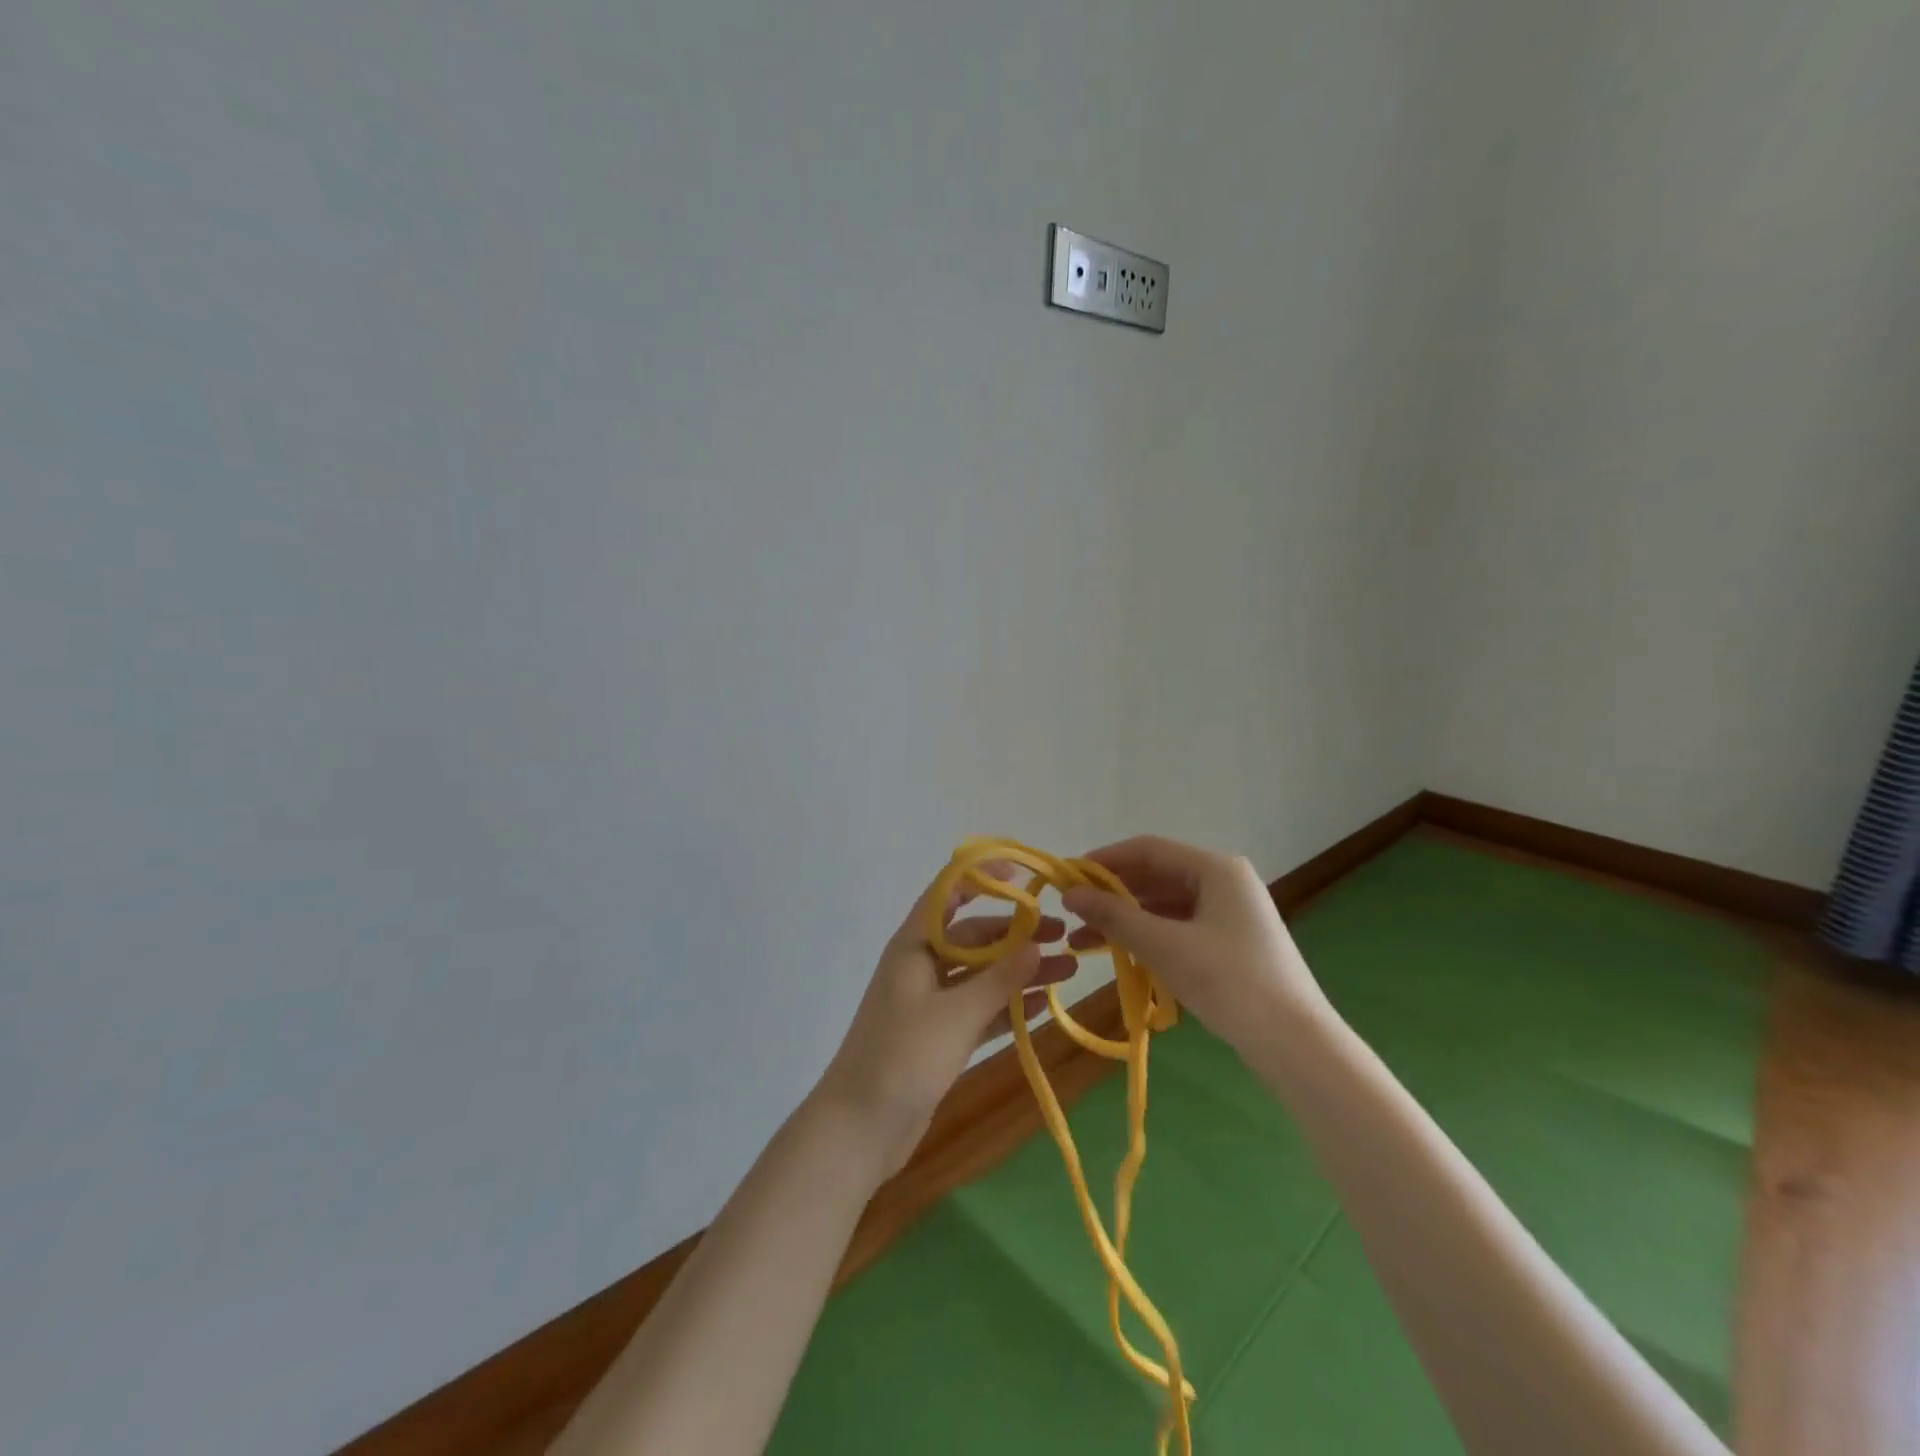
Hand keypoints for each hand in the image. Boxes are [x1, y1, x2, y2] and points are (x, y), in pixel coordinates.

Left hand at [815, 862, 1076, 1176]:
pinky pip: (979, 1010)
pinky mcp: (939, 1036)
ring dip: (1020, 972)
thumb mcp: (956, 1014)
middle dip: (1016, 934)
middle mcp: (922, 966)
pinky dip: (1008, 1006)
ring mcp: (930, 1003)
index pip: (948, 894)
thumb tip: (1038, 945)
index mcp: (915, 946)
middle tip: (1062, 936)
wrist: (860, 1129)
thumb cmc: (903, 1057)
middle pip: (974, 936)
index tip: (1023, 874)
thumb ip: (1000, 979)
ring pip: (982, 975)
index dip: (982, 877)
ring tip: (1069, 970)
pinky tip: (1044, 1006)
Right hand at [1061, 835, 1325, 1048]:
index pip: (1148, 849)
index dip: (1104, 860)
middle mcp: (1225, 882)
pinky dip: (1149, 937)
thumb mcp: (1164, 946)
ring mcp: (1231, 914)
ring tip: (1084, 942)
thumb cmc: (1229, 981)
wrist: (1296, 1044)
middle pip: (1157, 876)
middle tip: (1072, 914)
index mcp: (1216, 869)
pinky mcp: (1232, 943)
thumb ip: (1115, 916)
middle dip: (1112, 895)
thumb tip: (1070, 894)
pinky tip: (1122, 955)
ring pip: (1166, 905)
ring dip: (1126, 920)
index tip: (1067, 877)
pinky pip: (1180, 927)